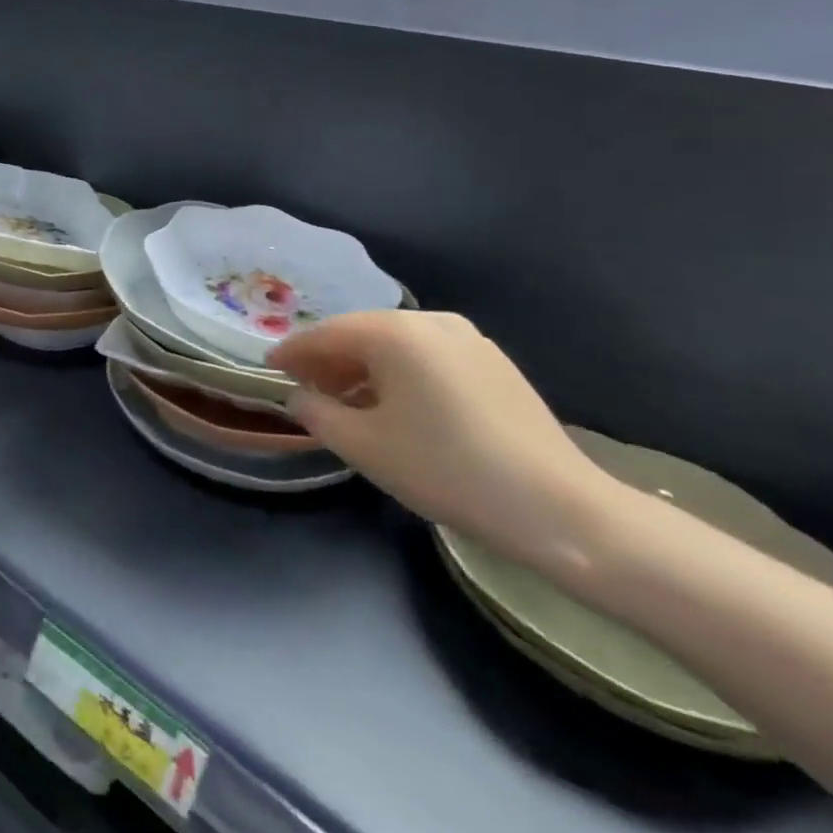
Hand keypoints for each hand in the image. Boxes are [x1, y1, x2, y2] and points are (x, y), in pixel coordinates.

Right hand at [267, 311, 615, 568]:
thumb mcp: (364, 446)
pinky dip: (399, 374)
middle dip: (327, 360)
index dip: (292, 352)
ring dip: (363, 368)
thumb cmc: (447, 470)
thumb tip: (300, 396)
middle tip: (304, 388)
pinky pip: (426, 357)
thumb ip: (316, 412)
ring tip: (346, 403)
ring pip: (394, 345)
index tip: (269, 368)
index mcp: (394, 332)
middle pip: (360, 333)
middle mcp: (429, 321)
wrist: (563, 511)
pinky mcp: (492, 363)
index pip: (325, 334)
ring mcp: (467, 338)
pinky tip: (394, 406)